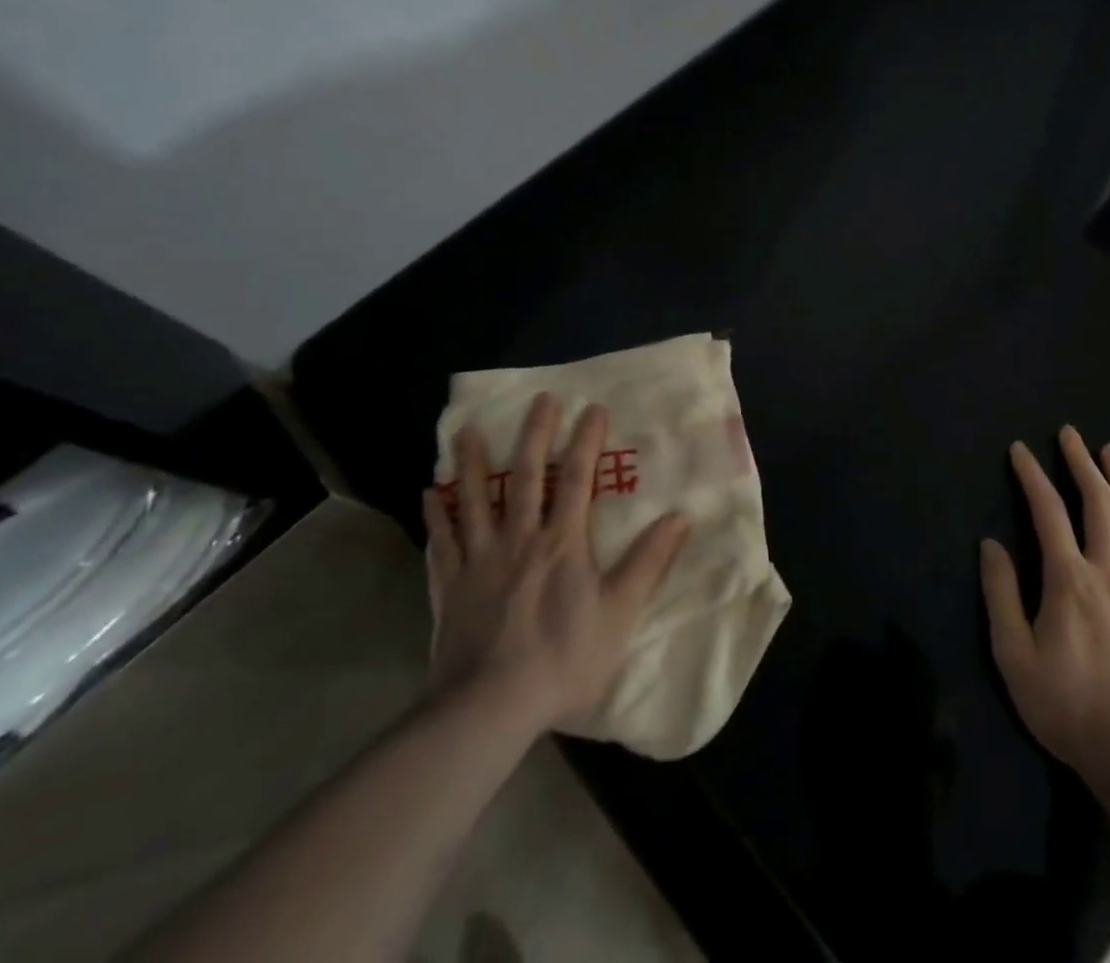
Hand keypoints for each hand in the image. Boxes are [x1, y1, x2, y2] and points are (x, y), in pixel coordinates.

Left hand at [422, 394, 689, 733]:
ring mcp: (479, 561)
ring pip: (475, 501)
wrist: (489, 709)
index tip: (592, 407)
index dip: (586, 441)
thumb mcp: (620, 612)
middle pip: (526, 476)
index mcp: (563, 543)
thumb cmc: (563, 659)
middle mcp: (520, 539)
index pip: (577, 479)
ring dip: (473, 463)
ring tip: (467, 430)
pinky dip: (436, 517)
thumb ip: (649, 562)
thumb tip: (681, 516)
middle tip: (539, 399)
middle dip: (535, 434)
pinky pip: (441, 543)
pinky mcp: (449, 588)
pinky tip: (428, 494)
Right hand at [980, 426, 1109, 780]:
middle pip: (1098, 503)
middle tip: (1070, 433)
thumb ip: (1001, 596)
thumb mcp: (1014, 656)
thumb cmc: (1067, 705)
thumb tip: (990, 544)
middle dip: (1081, 462)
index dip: (1032, 476)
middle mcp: (1109, 571)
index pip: (1048, 512)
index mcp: (1069, 580)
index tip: (1020, 449)